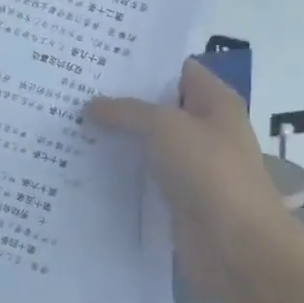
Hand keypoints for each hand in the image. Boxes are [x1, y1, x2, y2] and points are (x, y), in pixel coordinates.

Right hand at [86, 58, 290, 295]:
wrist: (234, 245)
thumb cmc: (208, 172)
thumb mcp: (164, 126)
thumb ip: (127, 111)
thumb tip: (92, 105)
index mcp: (215, 102)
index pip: (177, 69)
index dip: (143, 62)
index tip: (100, 58)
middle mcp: (205, 129)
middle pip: (158, 106)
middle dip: (120, 100)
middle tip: (73, 88)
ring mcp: (190, 166)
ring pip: (147, 143)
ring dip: (116, 137)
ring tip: (69, 123)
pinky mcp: (175, 197)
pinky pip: (142, 175)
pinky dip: (119, 171)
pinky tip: (83, 164)